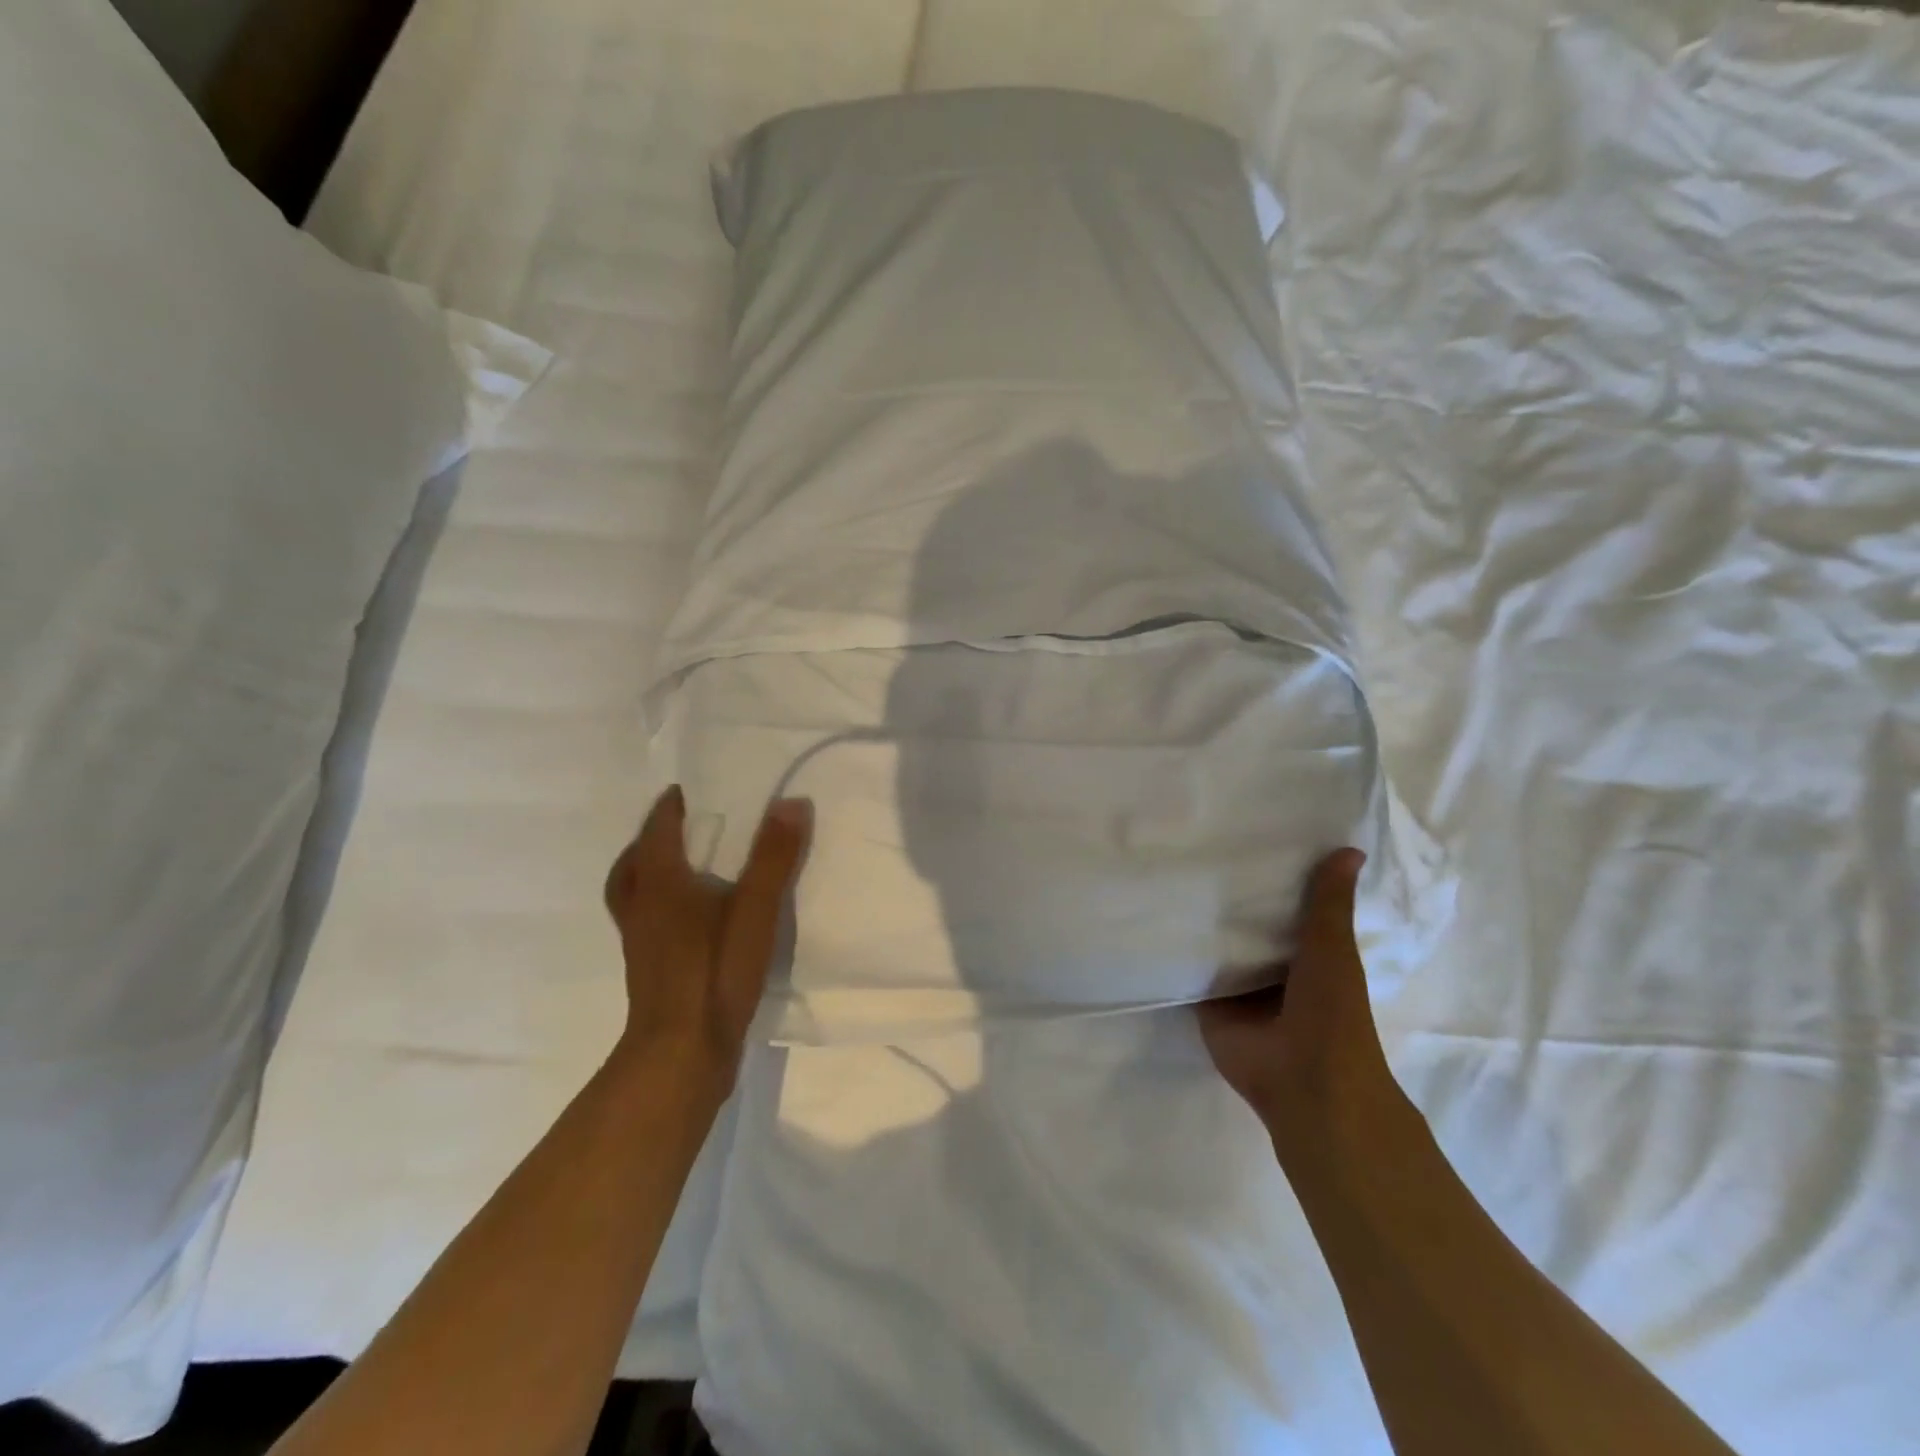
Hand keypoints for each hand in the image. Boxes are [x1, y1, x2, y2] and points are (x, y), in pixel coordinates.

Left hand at [603, 785, 810, 1099]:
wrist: (681, 1054)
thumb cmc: (714, 973)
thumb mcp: (755, 910)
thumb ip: (774, 857)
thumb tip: (792, 802)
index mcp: (660, 885)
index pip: (656, 832)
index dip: (668, 808)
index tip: (683, 790)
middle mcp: (642, 909)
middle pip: (632, 865)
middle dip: (650, 841)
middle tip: (677, 828)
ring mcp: (642, 944)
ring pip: (633, 896)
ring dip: (648, 874)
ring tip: (682, 869)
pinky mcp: (651, 971)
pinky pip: (646, 923)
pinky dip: (660, 907)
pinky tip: (694, 920)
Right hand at [1197, 850, 1398, 1155]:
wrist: (1303, 1080)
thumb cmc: (1331, 1012)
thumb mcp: (1333, 948)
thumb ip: (1330, 903)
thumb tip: (1350, 849)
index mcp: (1308, 956)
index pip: (1286, 908)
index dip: (1272, 878)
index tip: (1248, 838)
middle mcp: (1271, 969)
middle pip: (1247, 926)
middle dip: (1229, 898)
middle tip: (1198, 847)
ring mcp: (1238, 988)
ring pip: (1217, 947)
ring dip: (1200, 923)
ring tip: (1169, 871)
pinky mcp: (1207, 1003)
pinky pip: (1190, 971)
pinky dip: (1177, 951)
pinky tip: (1153, 915)